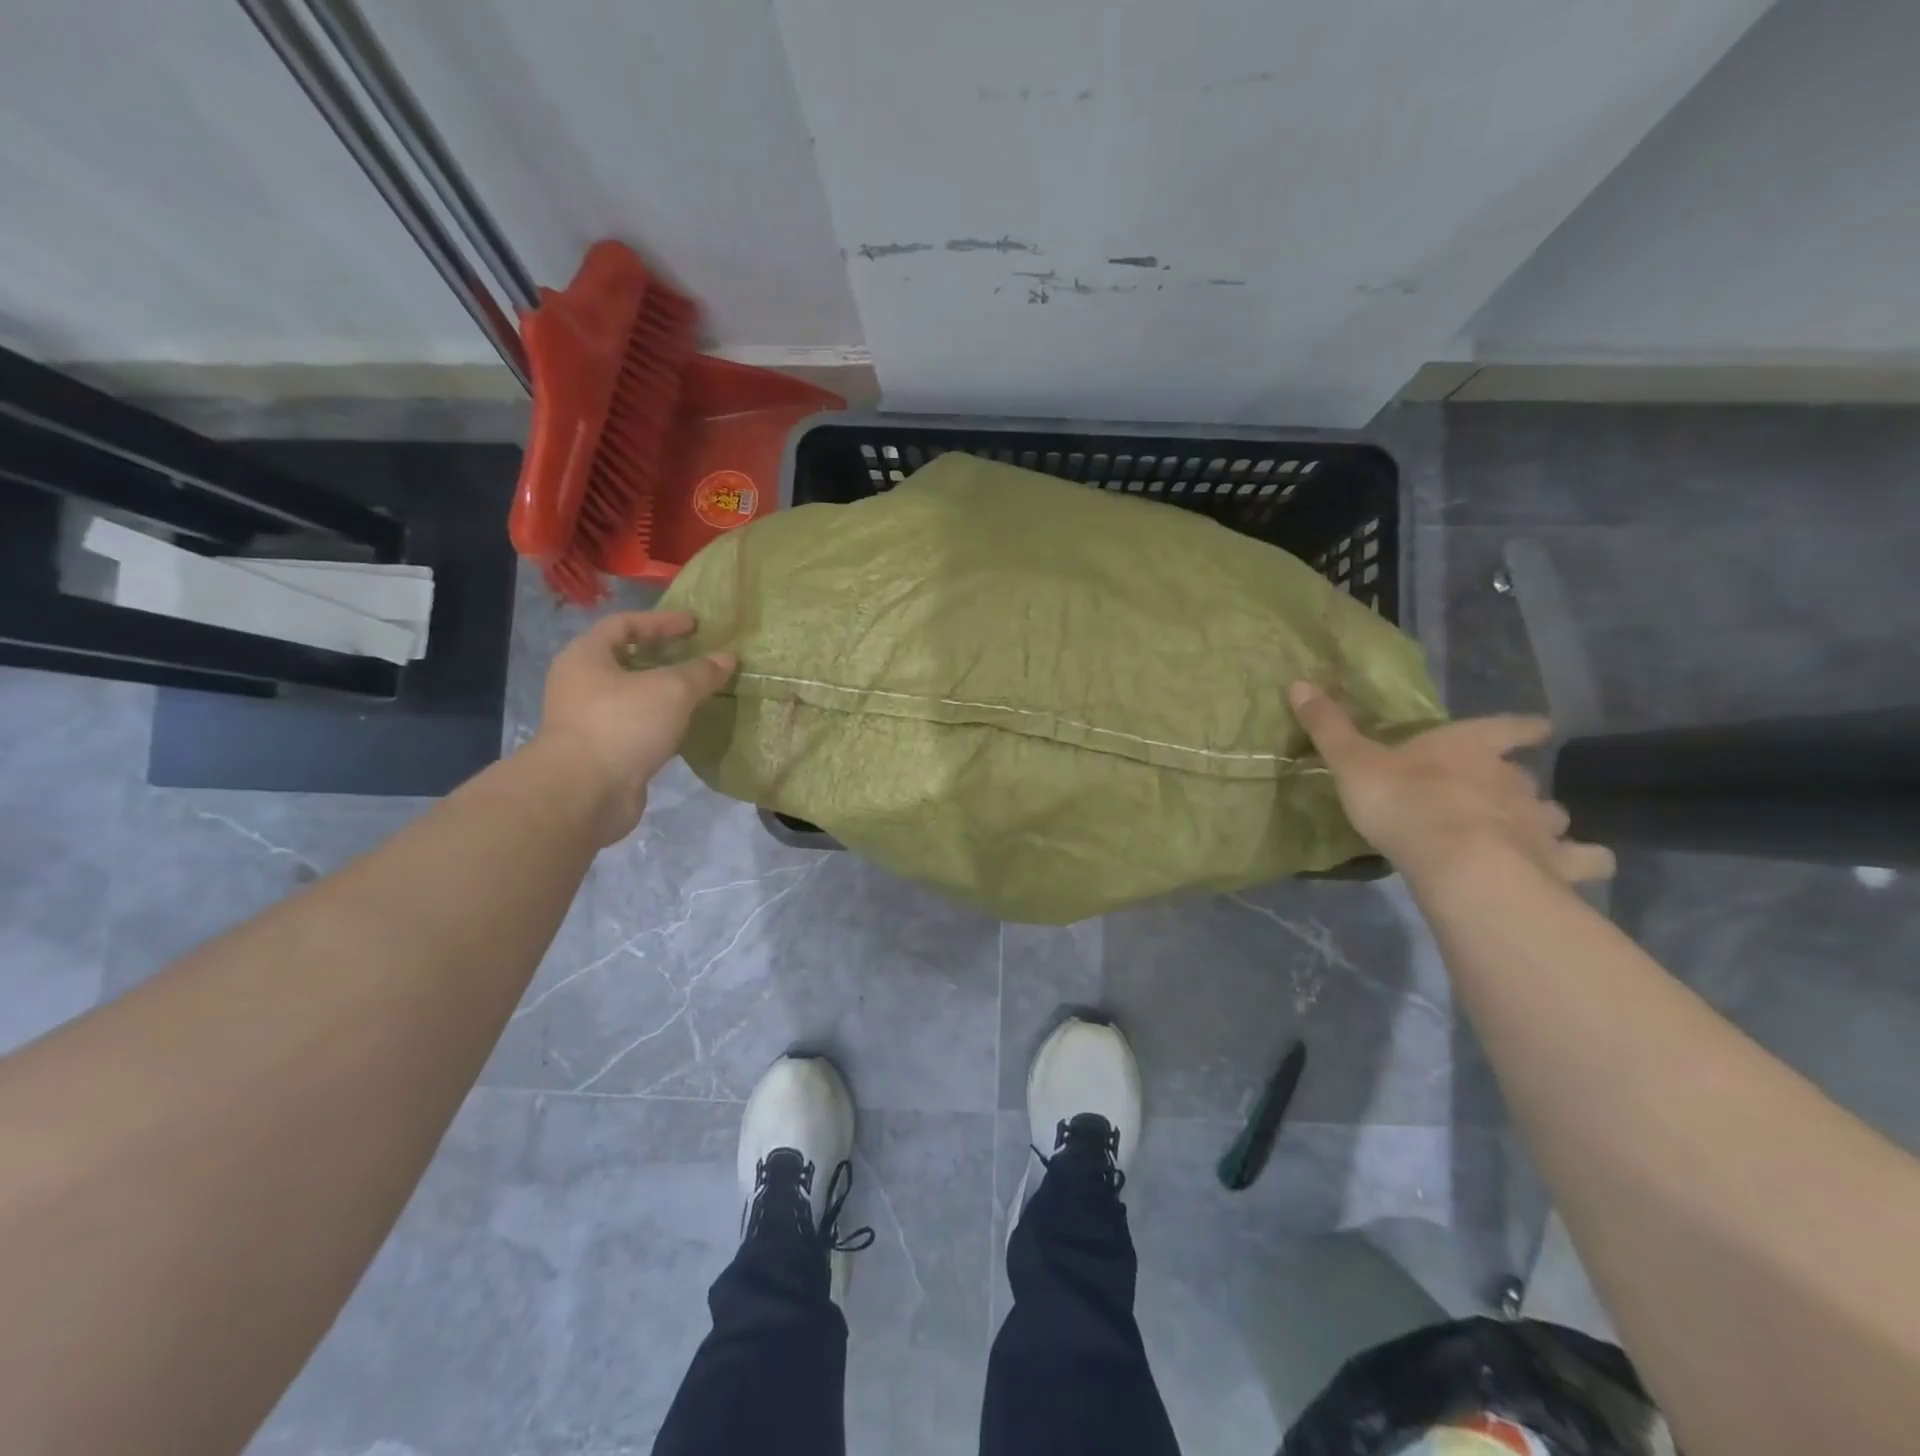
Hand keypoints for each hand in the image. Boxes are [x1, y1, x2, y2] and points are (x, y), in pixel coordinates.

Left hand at [536, 611, 734, 844]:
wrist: (584, 793)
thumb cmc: (622, 725)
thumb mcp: (671, 690)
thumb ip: (701, 672)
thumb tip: (728, 658)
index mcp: (586, 657)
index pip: (624, 624)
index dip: (661, 621)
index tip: (695, 625)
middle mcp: (580, 684)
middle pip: (626, 660)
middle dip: (663, 657)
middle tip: (698, 657)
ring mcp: (589, 721)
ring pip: (633, 697)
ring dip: (664, 693)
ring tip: (699, 692)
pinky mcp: (602, 752)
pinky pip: (637, 727)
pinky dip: (662, 723)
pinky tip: (687, 727)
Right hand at [1289, 682, 1613, 887]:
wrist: (1457, 862)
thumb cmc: (1403, 801)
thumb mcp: (1352, 761)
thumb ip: (1329, 726)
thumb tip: (1298, 682)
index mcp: (1470, 748)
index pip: (1505, 728)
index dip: (1519, 727)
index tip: (1538, 728)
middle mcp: (1514, 780)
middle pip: (1526, 777)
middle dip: (1518, 785)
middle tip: (1502, 798)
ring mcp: (1541, 823)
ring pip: (1554, 817)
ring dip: (1544, 824)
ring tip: (1527, 840)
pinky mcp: (1557, 865)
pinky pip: (1583, 862)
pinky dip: (1577, 864)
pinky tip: (1564, 873)